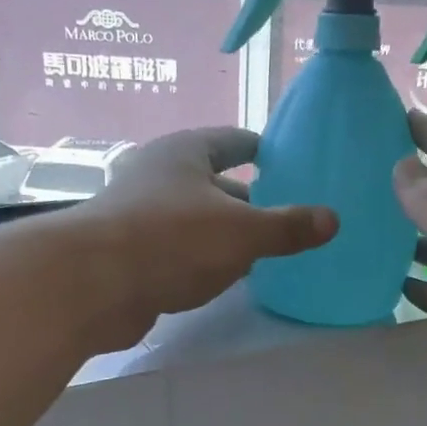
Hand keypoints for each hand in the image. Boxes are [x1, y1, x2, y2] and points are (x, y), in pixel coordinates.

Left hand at [74, 127, 337, 349]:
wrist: (93, 284)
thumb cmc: (172, 240)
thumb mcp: (242, 232)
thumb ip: (287, 227)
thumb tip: (332, 219)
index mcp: (184, 153)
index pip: (229, 141)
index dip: (256, 148)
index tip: (278, 157)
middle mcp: (157, 176)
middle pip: (209, 181)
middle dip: (243, 197)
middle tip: (278, 212)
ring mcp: (138, 215)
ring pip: (191, 218)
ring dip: (220, 231)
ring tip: (256, 249)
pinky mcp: (127, 254)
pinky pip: (175, 249)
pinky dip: (199, 258)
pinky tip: (219, 277)